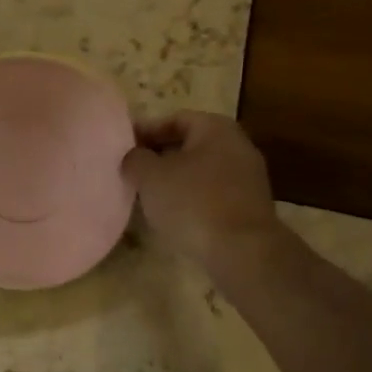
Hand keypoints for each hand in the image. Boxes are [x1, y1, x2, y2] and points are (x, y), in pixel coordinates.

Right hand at [122, 111, 282, 274]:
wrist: (243, 252)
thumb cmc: (194, 202)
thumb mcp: (150, 176)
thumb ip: (135, 159)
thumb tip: (134, 158)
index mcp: (216, 128)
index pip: (174, 119)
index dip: (145, 130)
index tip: (122, 147)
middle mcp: (238, 146)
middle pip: (189, 145)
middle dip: (159, 157)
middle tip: (132, 171)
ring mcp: (248, 179)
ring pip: (200, 172)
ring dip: (174, 181)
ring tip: (146, 196)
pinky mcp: (249, 208)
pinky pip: (211, 195)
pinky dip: (191, 200)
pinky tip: (172, 217)